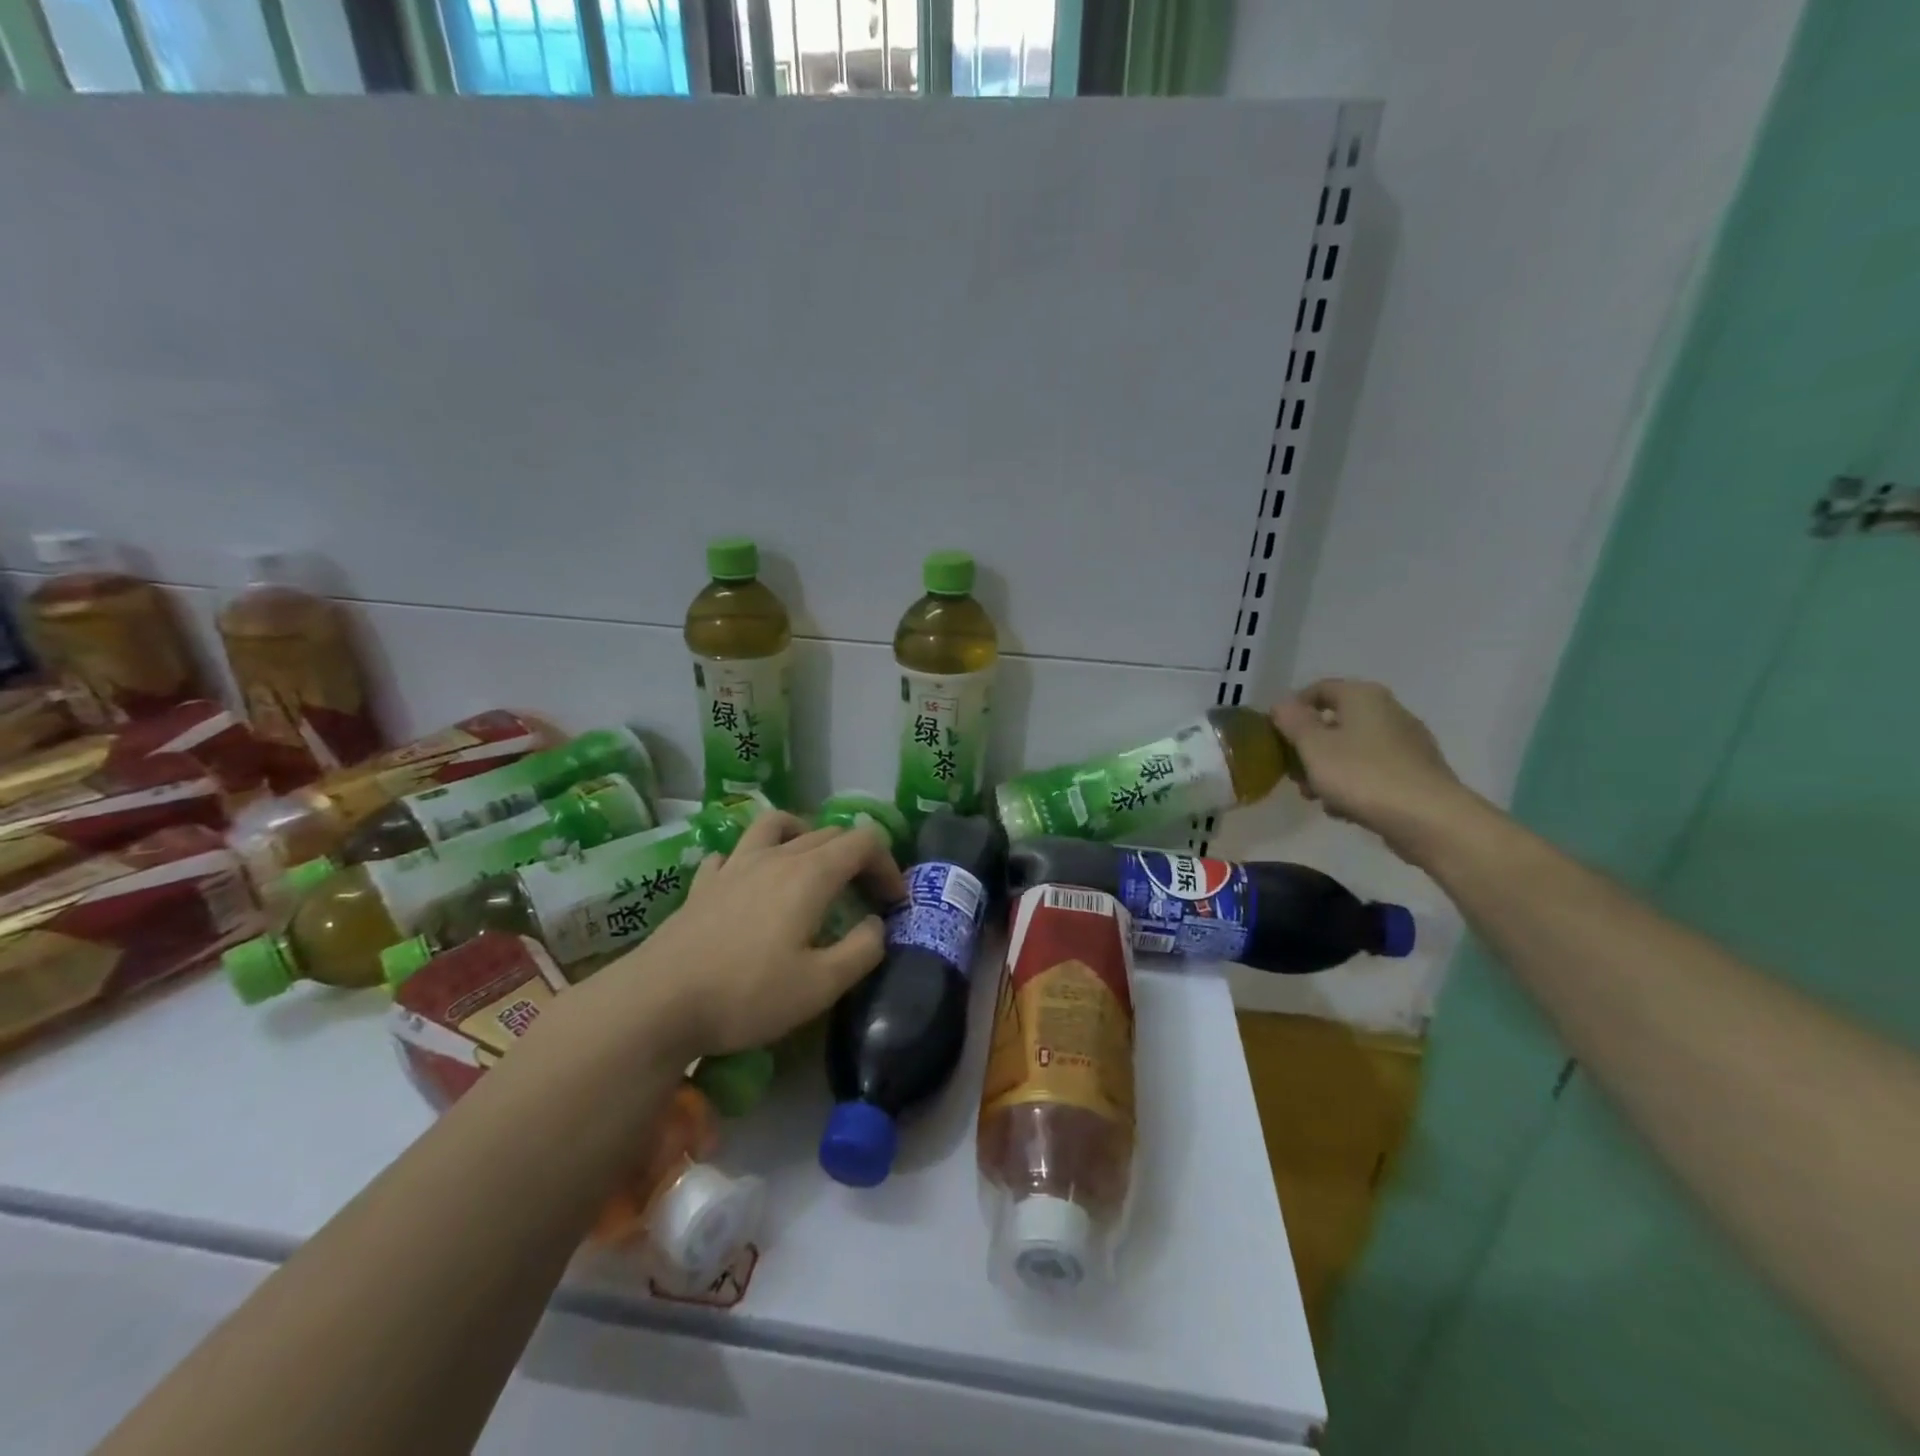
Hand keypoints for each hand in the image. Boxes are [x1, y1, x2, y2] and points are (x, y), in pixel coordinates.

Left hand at [609, 811, 905, 1058]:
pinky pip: (734, 853)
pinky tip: (750, 884)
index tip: (894, 901)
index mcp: (810, 874)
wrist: (658, 1003)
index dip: (888, 864)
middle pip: (827, 833)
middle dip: (857, 857)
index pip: (864, 842)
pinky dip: (753, 859)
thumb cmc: (747, 994)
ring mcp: (734, 865)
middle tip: (864, 895)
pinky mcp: (703, 884)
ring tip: (810, 864)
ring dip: (804, 836)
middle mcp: (775, 857)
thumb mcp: (821, 986)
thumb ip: (862, 950)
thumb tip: (877, 924)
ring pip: (776, 826)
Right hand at [1272, 678, 1477, 859]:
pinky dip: (1354, 784)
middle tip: (1293, 774)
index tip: (1276, 737)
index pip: (1318, 689)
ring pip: (1353, 749)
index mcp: (1363, 697)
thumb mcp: (1314, 747)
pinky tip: (1344, 809)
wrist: (1430, 819)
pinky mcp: (1417, 772)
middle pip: (1336, 722)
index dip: (1292, 710)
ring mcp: (1407, 742)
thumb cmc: (1362, 775)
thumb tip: (1282, 703)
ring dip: (1328, 769)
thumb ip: (1293, 722)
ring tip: (1316, 797)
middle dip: (1309, 747)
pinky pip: (1374, 770)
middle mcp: (1388, 710)